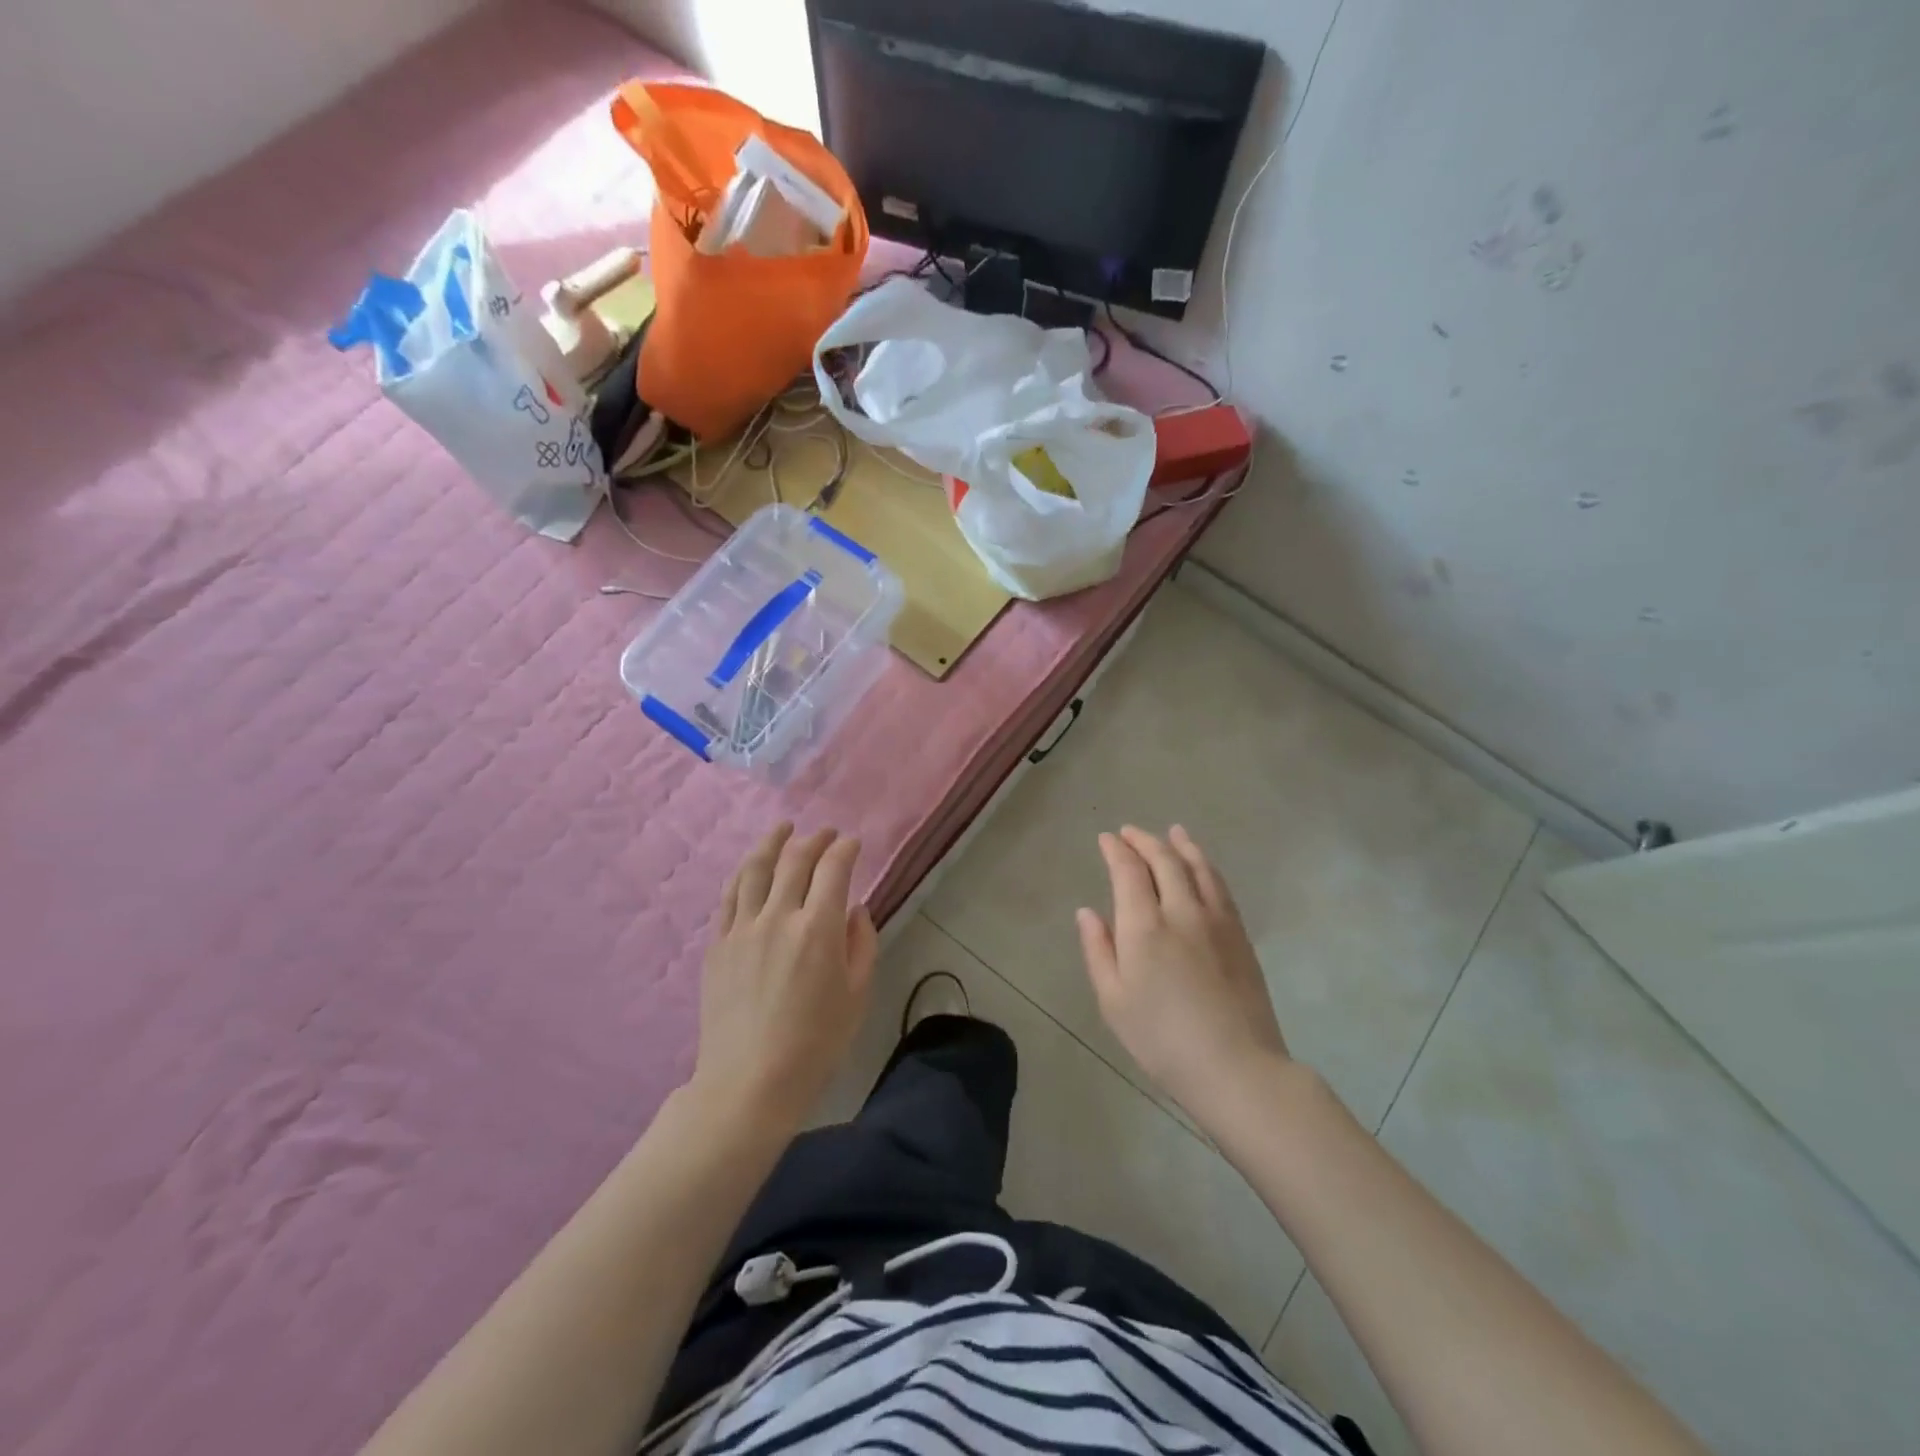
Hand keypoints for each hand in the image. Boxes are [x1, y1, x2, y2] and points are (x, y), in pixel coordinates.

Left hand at [695, 824, 878, 1119]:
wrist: (749, 1083)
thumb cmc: (815, 1044)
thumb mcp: (857, 995)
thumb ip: (861, 944)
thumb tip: (855, 910)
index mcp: (818, 929)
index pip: (833, 869)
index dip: (845, 849)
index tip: (853, 844)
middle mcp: (778, 917)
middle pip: (795, 860)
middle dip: (814, 840)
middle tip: (825, 833)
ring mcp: (742, 929)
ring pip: (755, 869)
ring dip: (772, 842)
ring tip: (783, 829)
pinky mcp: (717, 944)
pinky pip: (729, 896)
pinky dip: (744, 873)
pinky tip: (751, 867)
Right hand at [1076, 825, 1288, 1119]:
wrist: (1236, 1067)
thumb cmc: (1162, 1040)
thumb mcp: (1114, 1001)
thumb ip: (1098, 951)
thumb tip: (1086, 912)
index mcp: (1144, 927)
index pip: (1128, 872)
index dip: (1116, 851)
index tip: (1106, 839)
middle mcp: (1181, 911)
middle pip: (1164, 861)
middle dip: (1144, 841)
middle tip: (1129, 832)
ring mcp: (1216, 920)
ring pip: (1198, 867)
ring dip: (1180, 845)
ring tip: (1172, 832)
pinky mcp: (1240, 935)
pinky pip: (1220, 886)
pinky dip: (1206, 866)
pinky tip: (1202, 866)